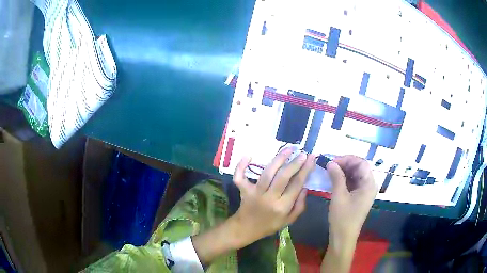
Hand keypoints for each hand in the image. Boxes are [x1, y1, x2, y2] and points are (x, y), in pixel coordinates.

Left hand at [230, 148, 315, 247]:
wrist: (246, 229)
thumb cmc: (269, 225)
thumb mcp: (289, 220)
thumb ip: (300, 205)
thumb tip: (305, 187)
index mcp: (282, 207)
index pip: (297, 185)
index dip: (306, 170)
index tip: (312, 158)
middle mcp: (269, 198)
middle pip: (283, 177)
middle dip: (294, 163)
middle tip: (302, 153)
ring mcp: (255, 193)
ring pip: (267, 173)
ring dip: (278, 159)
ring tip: (288, 149)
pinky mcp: (243, 190)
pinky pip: (240, 177)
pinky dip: (241, 166)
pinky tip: (248, 156)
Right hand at [327, 155, 377, 245]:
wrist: (343, 237)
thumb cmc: (343, 217)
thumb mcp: (339, 196)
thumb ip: (336, 177)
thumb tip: (330, 162)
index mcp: (369, 184)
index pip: (361, 163)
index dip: (347, 159)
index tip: (332, 161)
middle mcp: (369, 185)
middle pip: (359, 167)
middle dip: (345, 164)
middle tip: (330, 165)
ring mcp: (365, 191)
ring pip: (356, 174)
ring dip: (344, 171)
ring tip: (330, 171)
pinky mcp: (359, 196)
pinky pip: (353, 182)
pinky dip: (345, 179)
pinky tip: (334, 179)